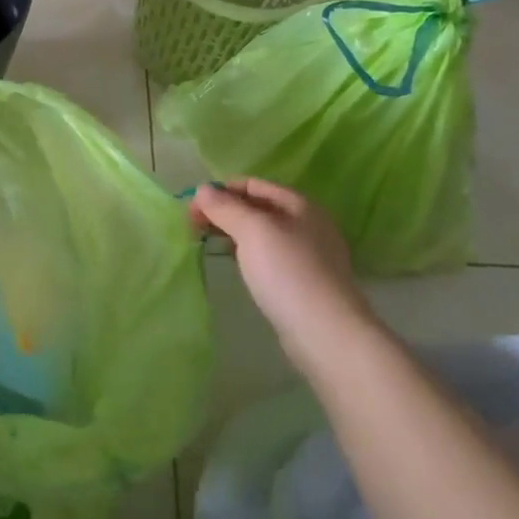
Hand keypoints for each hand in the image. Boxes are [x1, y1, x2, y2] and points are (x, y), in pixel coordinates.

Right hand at [189, 179, 375, 373]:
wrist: (326, 333)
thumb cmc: (288, 272)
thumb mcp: (252, 230)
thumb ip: (226, 207)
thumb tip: (202, 189)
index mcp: (299, 205)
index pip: (252, 184)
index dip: (220, 191)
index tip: (192, 208)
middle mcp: (307, 225)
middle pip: (258, 207)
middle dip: (224, 211)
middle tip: (193, 226)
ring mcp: (308, 255)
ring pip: (262, 234)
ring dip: (233, 233)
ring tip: (208, 243)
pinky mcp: (303, 283)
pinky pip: (269, 257)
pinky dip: (247, 254)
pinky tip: (236, 266)